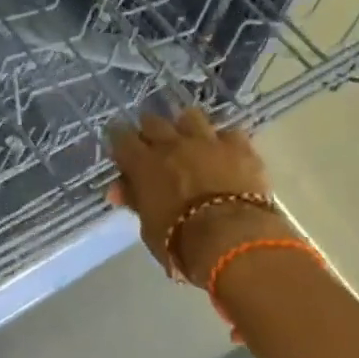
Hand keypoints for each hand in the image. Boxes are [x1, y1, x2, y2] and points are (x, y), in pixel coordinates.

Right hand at [108, 109, 277, 284]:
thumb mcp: (148, 226)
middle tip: (152, 143)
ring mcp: (208, 141)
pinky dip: (224, 142)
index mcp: (144, 164)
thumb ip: (135, 201)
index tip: (121, 146)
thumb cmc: (180, 241)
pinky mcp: (240, 147)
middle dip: (150, 130)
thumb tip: (118, 189)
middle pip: (153, 121)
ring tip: (189, 139)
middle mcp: (172, 144)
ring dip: (186, 126)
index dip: (119, 140)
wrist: (232, 238)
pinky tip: (225, 153)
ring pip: (190, 116)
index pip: (121, 139)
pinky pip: (228, 133)